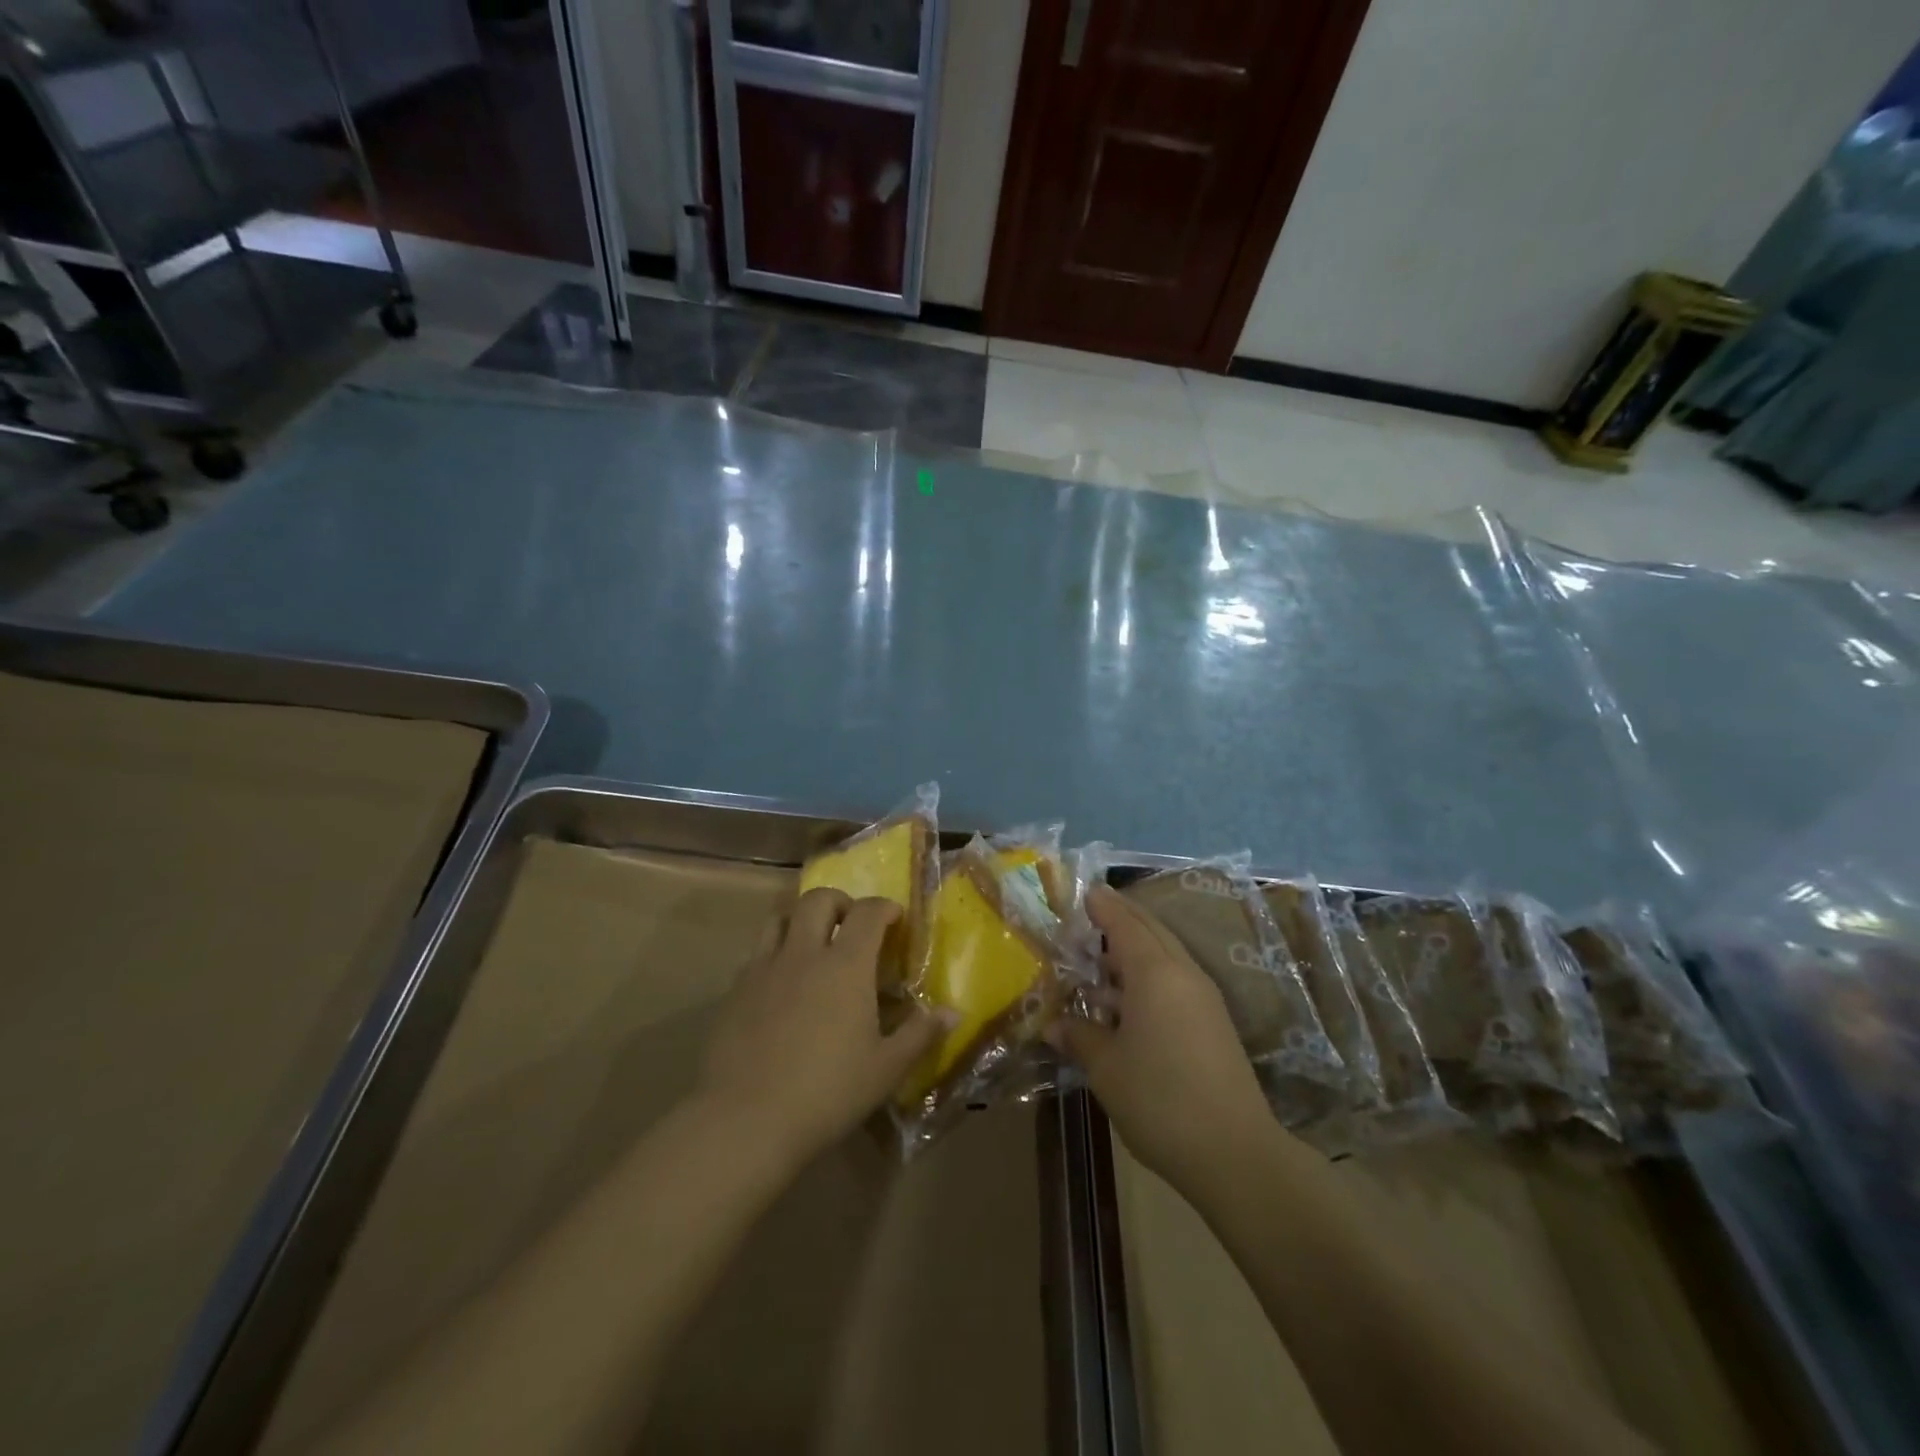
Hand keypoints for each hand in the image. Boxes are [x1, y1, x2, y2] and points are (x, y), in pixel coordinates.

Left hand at [696, 888, 943, 1165]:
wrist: (745, 1120)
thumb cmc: (828, 1093)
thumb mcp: (886, 1069)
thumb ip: (920, 1034)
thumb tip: (953, 1012)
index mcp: (846, 965)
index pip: (867, 912)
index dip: (884, 908)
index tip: (896, 919)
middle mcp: (803, 954)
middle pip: (818, 900)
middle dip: (841, 903)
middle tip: (853, 925)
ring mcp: (763, 970)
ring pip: (779, 919)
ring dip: (801, 920)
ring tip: (813, 945)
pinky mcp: (734, 992)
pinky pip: (757, 955)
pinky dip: (775, 955)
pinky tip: (781, 987)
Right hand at [1049, 885, 1273, 1187]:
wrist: (1234, 1152)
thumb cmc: (1159, 1099)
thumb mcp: (1106, 1067)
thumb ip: (1079, 1036)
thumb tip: (1052, 1025)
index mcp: (1155, 973)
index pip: (1125, 923)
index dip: (1103, 906)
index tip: (1084, 891)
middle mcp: (1183, 974)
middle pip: (1150, 931)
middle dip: (1121, 918)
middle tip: (1090, 913)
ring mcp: (1203, 999)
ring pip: (1165, 956)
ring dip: (1133, 950)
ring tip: (1098, 958)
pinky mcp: (1213, 1024)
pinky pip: (1175, 981)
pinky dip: (1148, 976)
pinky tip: (1124, 1002)